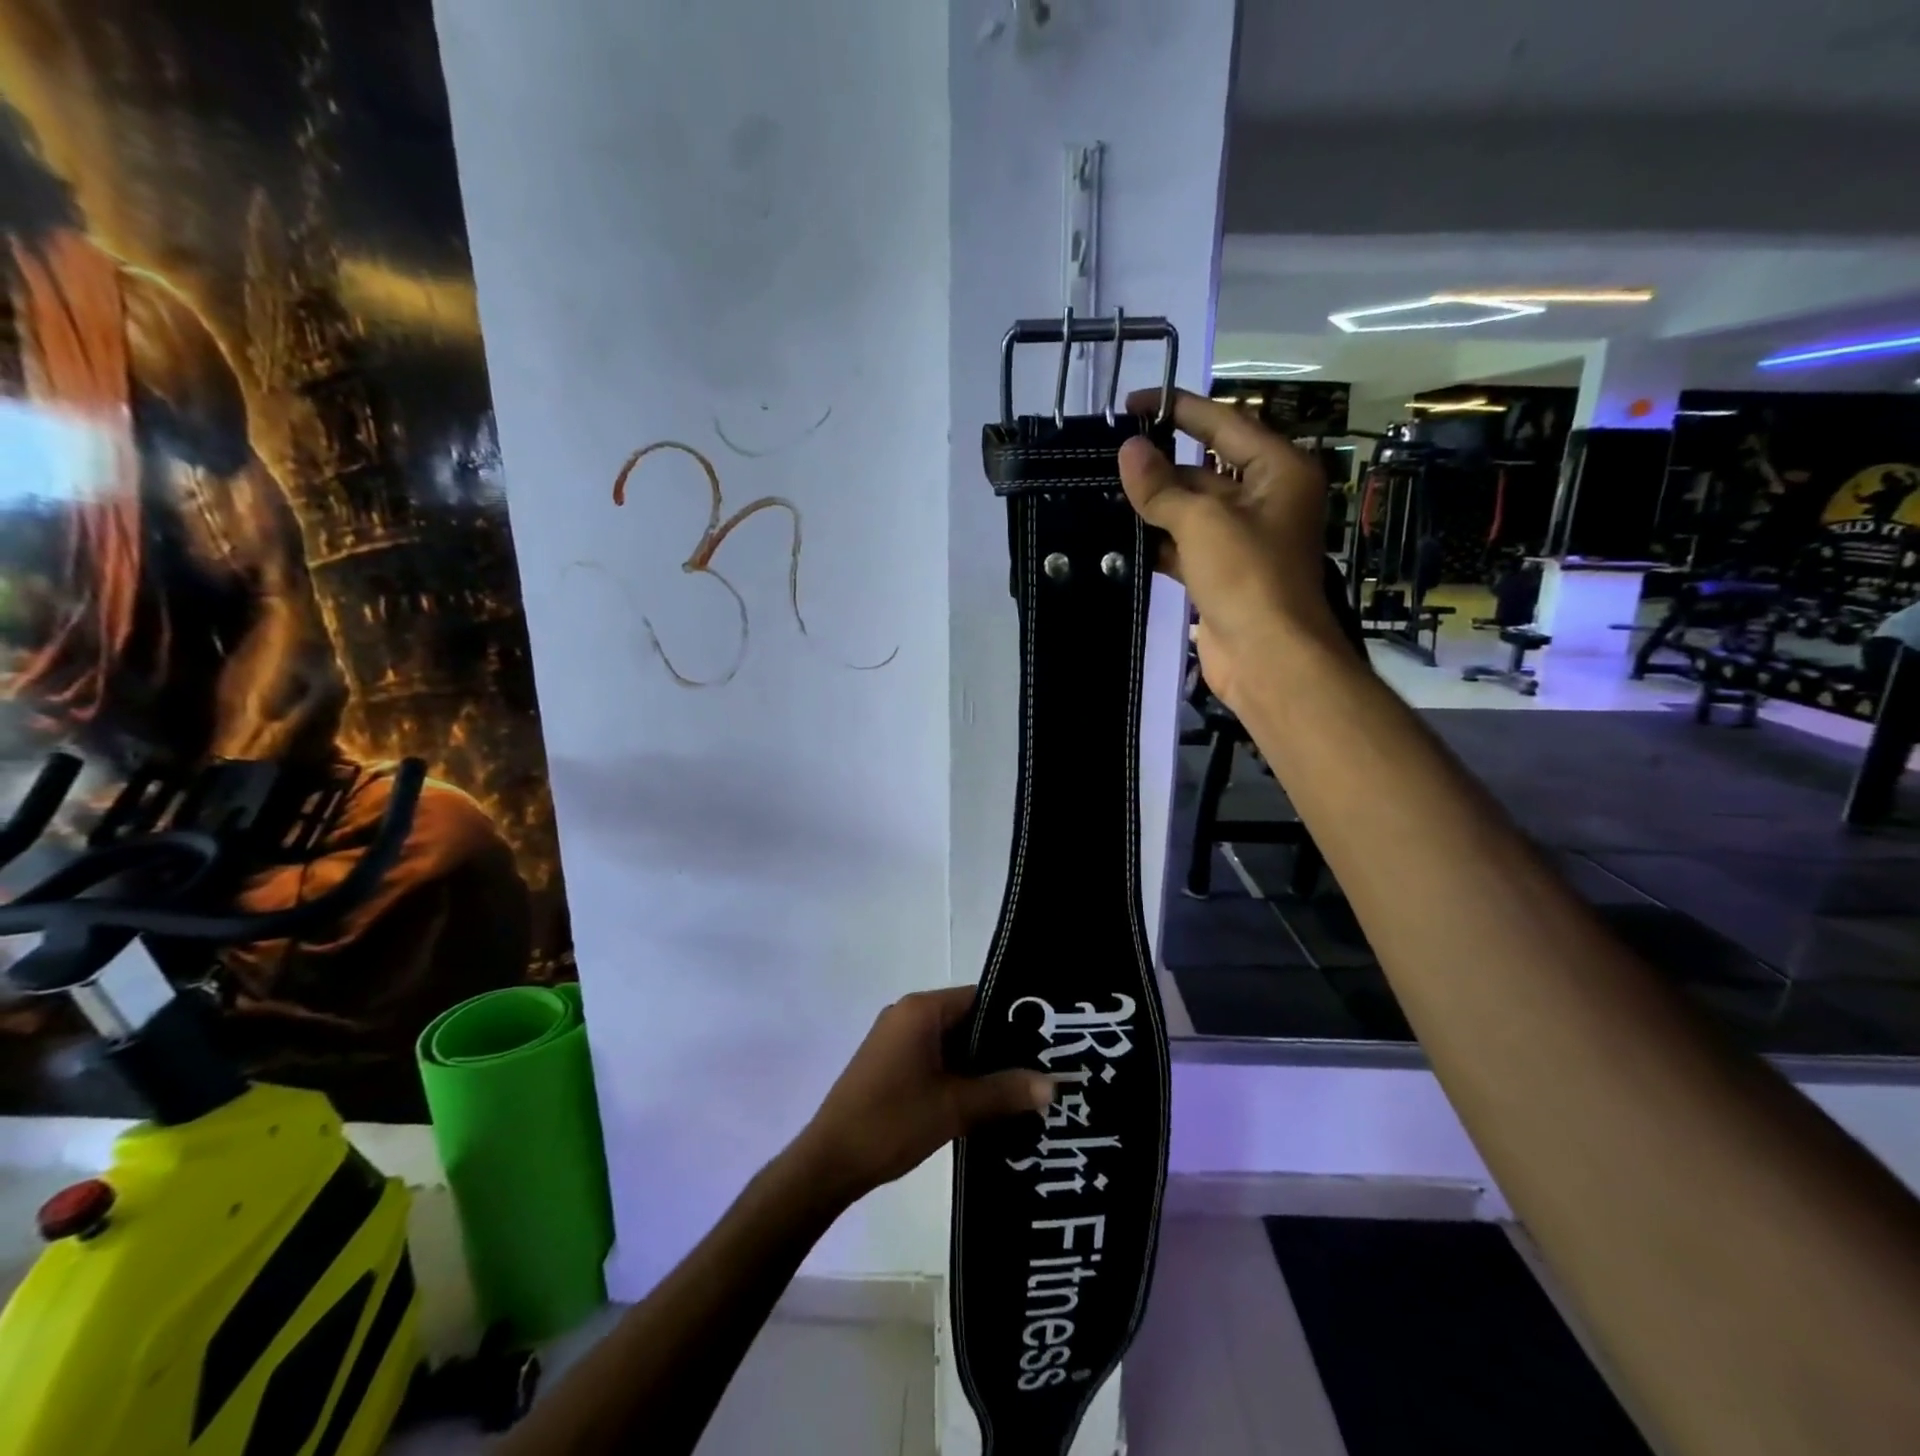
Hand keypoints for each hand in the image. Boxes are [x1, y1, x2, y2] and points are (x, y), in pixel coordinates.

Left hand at [794, 986, 1052, 1202]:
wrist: (829, 1163)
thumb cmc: (891, 1122)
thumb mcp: (955, 1107)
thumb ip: (1005, 1092)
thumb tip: (1054, 1084)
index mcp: (921, 1010)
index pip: (980, 998)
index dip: (1015, 1017)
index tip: (1048, 1040)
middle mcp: (908, 1015)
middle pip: (968, 1020)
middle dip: (1002, 1047)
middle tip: (1045, 1069)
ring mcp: (897, 1041)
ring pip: (954, 1044)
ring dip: (982, 1066)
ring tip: (1026, 1089)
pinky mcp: (891, 1066)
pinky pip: (937, 1060)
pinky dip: (961, 1077)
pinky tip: (989, 1103)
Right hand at [1118, 388, 1344, 710]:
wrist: (1268, 657)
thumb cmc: (1248, 575)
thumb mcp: (1203, 521)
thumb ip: (1162, 486)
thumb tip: (1128, 450)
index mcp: (1278, 470)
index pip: (1224, 423)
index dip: (1179, 409)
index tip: (1134, 403)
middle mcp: (1264, 499)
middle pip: (1205, 468)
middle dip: (1159, 465)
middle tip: (1107, 455)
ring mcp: (1241, 539)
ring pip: (1189, 510)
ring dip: (1152, 505)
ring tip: (1101, 490)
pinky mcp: (1220, 573)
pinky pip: (1182, 546)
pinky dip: (1155, 541)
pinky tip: (1116, 535)